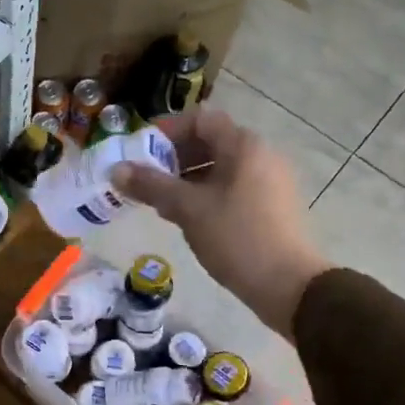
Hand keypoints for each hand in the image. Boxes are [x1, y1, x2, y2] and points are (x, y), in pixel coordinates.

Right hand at [112, 104, 332, 334]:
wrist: (288, 284)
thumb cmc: (236, 237)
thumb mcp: (188, 209)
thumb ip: (151, 186)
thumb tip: (116, 170)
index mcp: (243, 146)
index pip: (200, 119)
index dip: (167, 130)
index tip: (140, 151)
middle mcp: (260, 155)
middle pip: (209, 142)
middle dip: (173, 158)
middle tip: (145, 179)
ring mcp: (269, 181)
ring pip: (219, 168)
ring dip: (186, 179)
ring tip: (160, 203)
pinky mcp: (271, 205)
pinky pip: (231, 187)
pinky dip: (205, 194)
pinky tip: (187, 218)